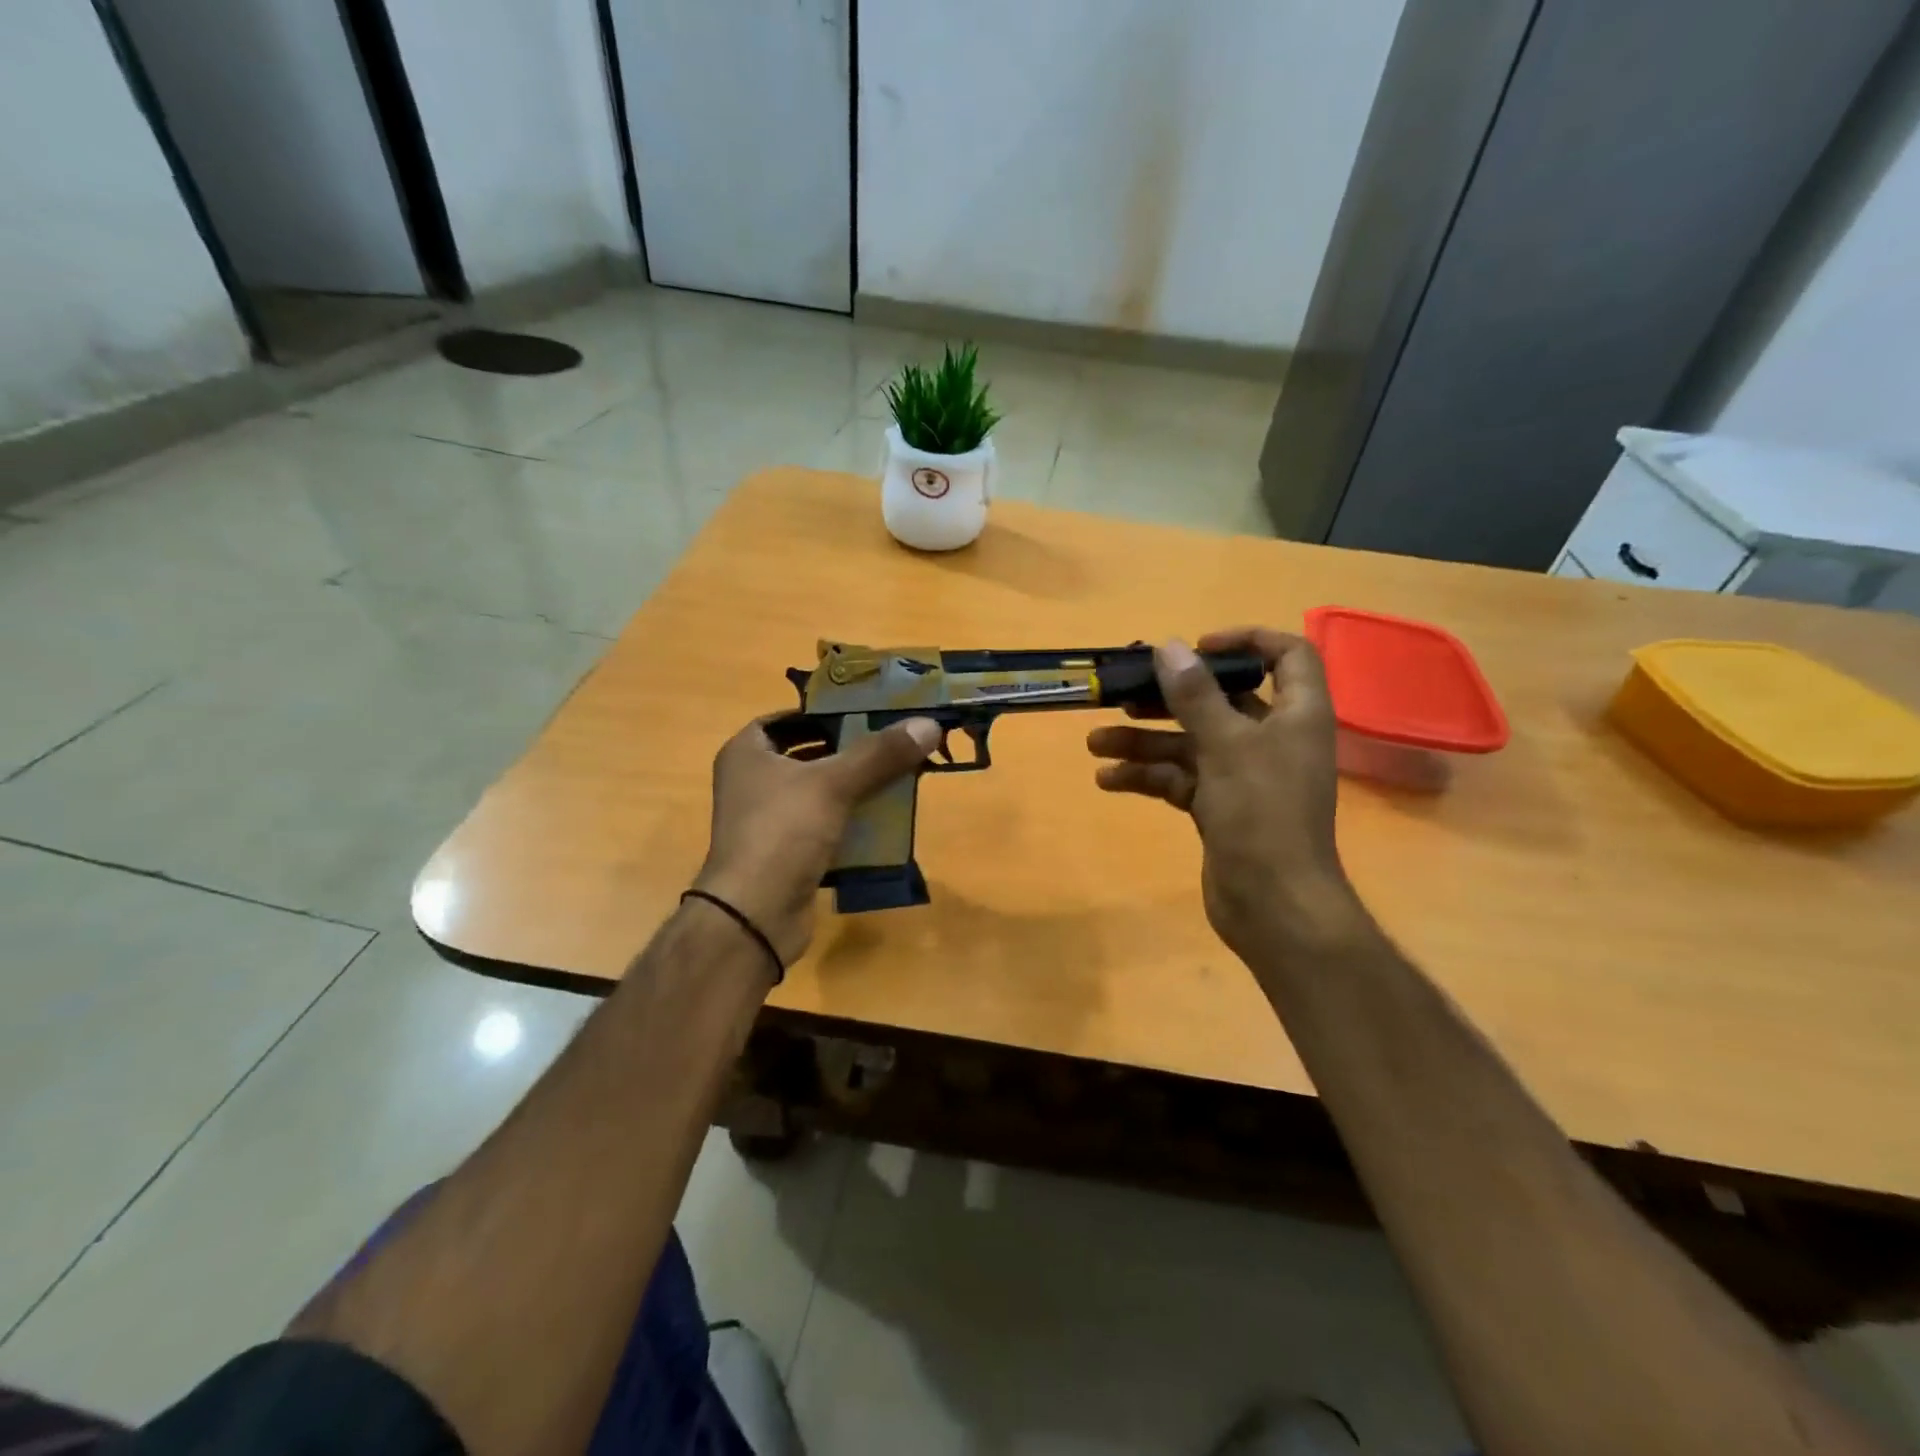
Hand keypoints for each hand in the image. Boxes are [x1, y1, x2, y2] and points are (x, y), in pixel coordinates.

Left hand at [693, 715, 940, 967]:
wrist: (754, 914)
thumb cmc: (783, 831)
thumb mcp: (833, 783)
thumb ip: (880, 753)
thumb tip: (929, 723)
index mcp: (747, 754)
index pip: (784, 719)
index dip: (820, 713)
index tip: (861, 712)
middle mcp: (751, 783)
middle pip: (806, 755)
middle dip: (847, 751)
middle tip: (888, 742)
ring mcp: (766, 822)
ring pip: (817, 794)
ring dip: (852, 787)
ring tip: (895, 776)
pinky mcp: (784, 854)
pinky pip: (822, 827)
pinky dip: (849, 821)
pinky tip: (883, 819)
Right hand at [1085, 630, 1364, 957]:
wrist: (1273, 905)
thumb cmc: (1262, 814)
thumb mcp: (1226, 745)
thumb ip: (1195, 694)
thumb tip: (1168, 645)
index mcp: (1296, 715)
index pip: (1286, 656)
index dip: (1246, 641)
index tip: (1195, 647)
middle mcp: (1272, 739)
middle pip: (1220, 700)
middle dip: (1168, 698)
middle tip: (1123, 693)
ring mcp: (1244, 775)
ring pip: (1190, 743)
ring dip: (1144, 741)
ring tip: (1095, 742)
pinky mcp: (1219, 807)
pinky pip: (1180, 779)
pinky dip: (1147, 776)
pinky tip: (1107, 780)